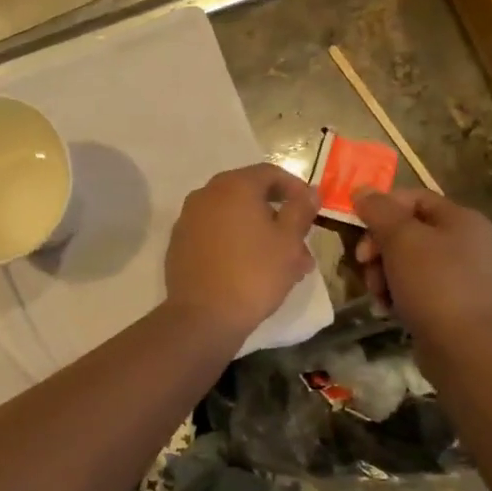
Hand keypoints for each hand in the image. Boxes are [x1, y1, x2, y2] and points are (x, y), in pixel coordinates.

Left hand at [165, 163, 319, 339]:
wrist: (203, 317)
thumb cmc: (254, 274)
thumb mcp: (289, 241)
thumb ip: (300, 209)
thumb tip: (309, 191)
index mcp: (233, 186)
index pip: (270, 173)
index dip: (295, 188)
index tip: (311, 209)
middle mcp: (206, 194)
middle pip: (250, 195)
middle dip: (279, 216)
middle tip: (301, 242)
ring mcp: (188, 220)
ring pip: (234, 218)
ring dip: (260, 234)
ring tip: (285, 265)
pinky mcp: (180, 245)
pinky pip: (215, 235)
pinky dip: (236, 244)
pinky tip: (252, 270)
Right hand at [351, 189, 491, 344]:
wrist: (465, 348)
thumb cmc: (434, 284)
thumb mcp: (401, 239)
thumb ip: (379, 211)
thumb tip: (361, 190)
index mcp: (462, 219)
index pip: (413, 198)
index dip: (382, 208)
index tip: (358, 228)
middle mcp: (466, 242)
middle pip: (407, 231)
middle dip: (379, 248)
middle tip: (364, 264)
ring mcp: (460, 275)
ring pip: (406, 262)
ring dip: (383, 274)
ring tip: (377, 294)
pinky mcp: (450, 303)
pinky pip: (415, 288)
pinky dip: (396, 294)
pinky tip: (387, 309)